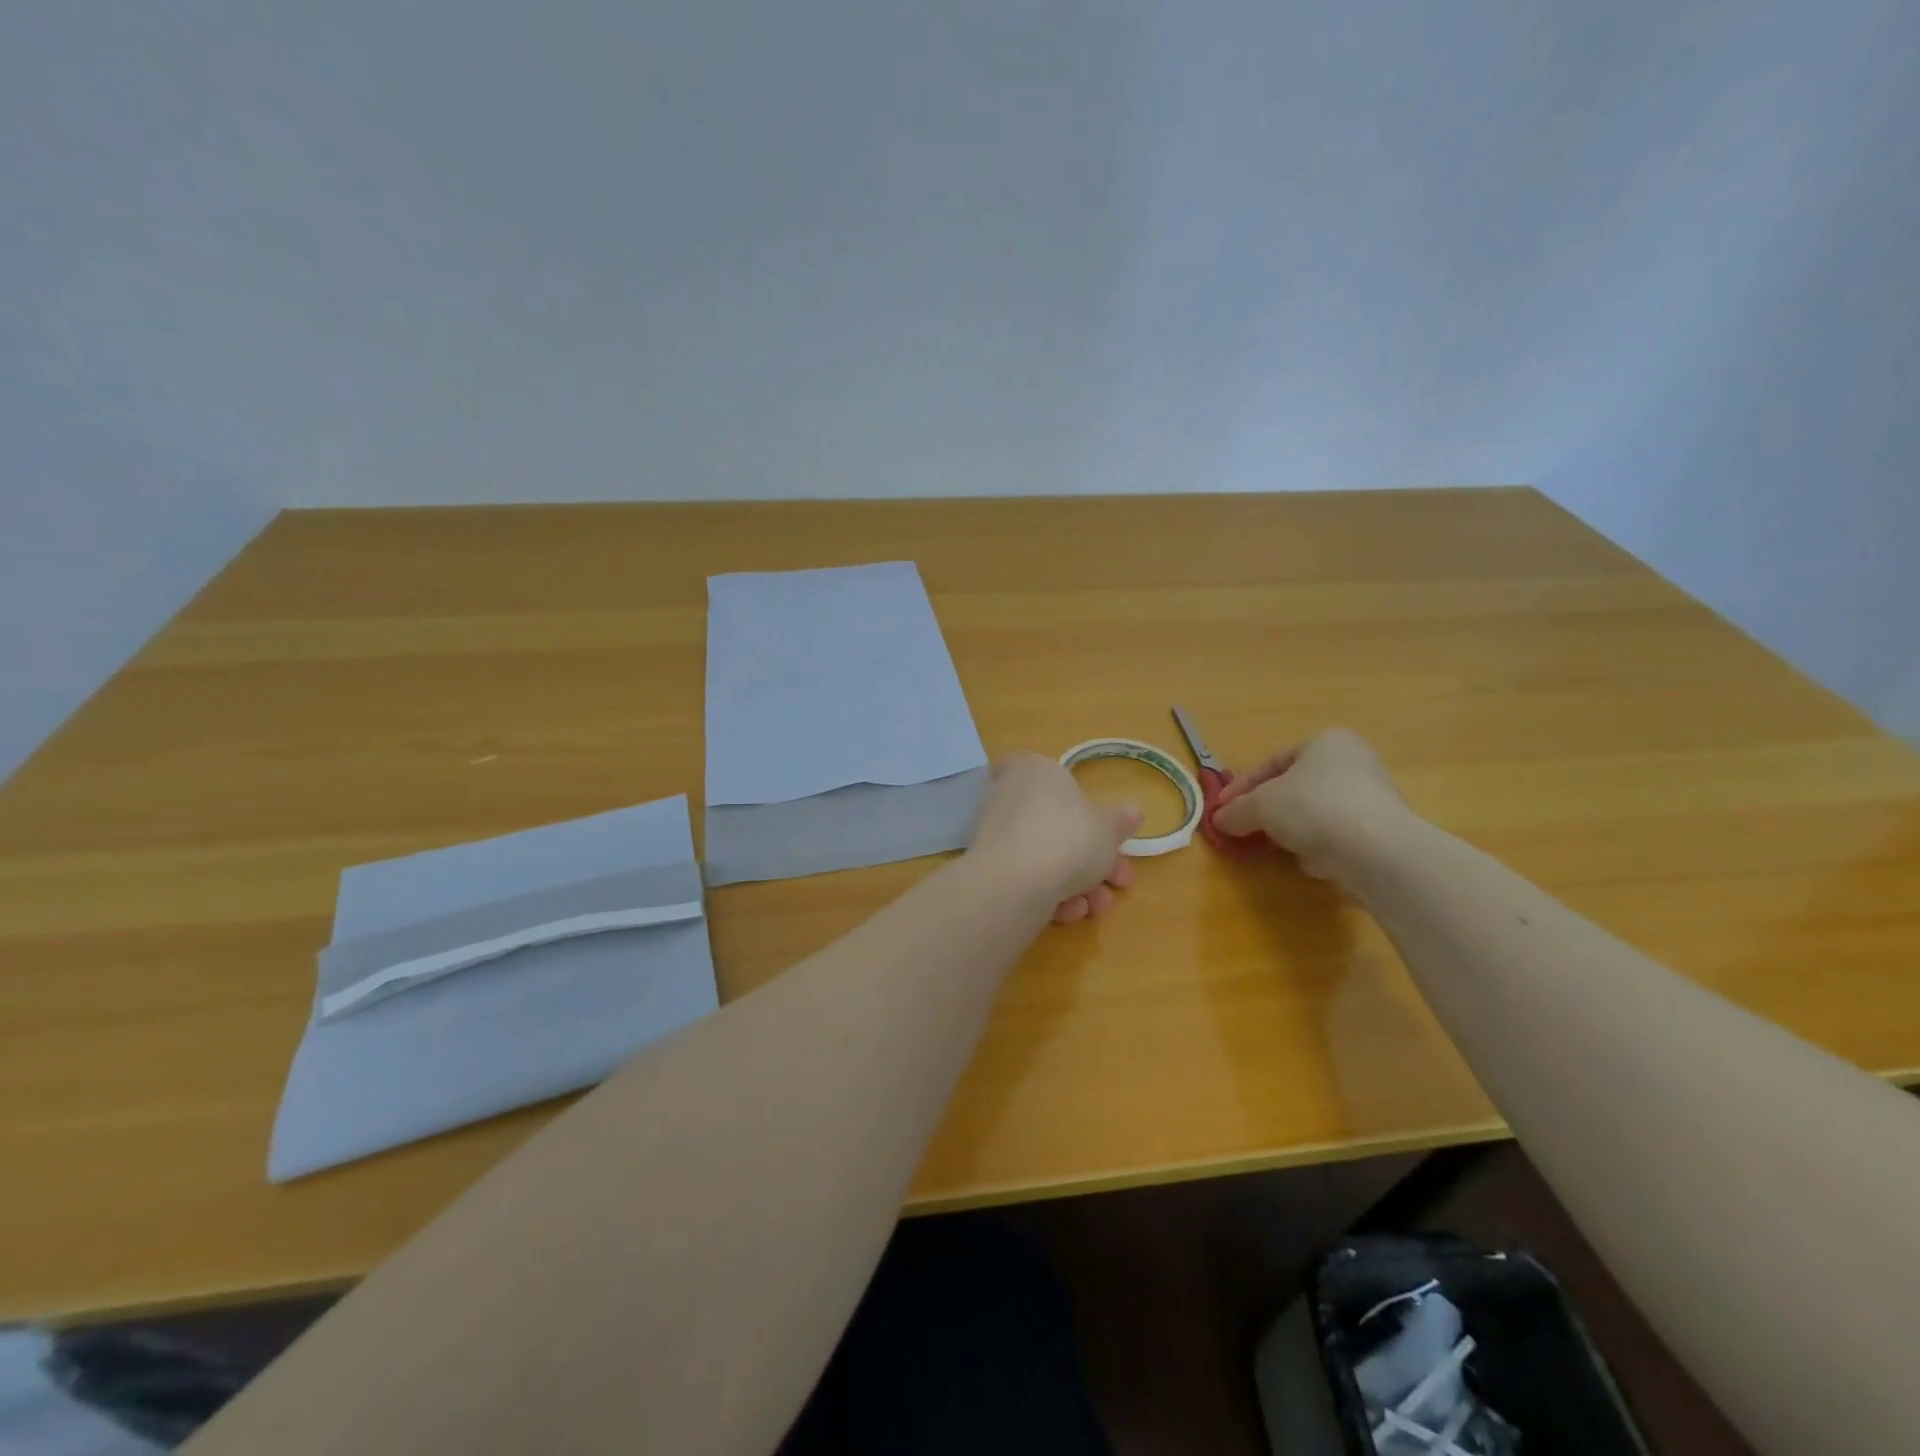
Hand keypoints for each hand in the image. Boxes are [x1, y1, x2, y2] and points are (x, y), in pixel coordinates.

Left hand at [969, 753, 1140, 922]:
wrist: (1016, 882)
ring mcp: (994, 831)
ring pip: (1044, 855)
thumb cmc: (1069, 837)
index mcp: (1035, 770)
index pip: (1046, 771)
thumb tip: (1133, 811)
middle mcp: (1009, 794)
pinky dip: (1049, 893)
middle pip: (1057, 824)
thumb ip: (1120, 821)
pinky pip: (1025, 875)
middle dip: (1093, 858)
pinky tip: (1070, 912)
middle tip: (1119, 881)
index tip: (1096, 825)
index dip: (1072, 796)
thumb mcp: (1108, 829)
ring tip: (1099, 906)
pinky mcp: (986, 866)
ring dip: (1077, 883)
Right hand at [1211, 729, 1409, 887]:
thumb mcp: (1260, 806)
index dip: (1241, 787)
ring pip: (1315, 813)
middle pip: (1295, 788)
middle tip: (1244, 829)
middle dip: (1267, 811)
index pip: (1272, 762)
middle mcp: (1354, 762)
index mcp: (1326, 742)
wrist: (1376, 851)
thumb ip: (1236, 811)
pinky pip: (1337, 836)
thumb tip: (1220, 821)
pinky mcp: (1382, 832)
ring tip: (1275, 849)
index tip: (1221, 810)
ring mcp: (1372, 797)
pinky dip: (1320, 847)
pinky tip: (1312, 862)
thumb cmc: (1312, 807)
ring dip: (1292, 831)